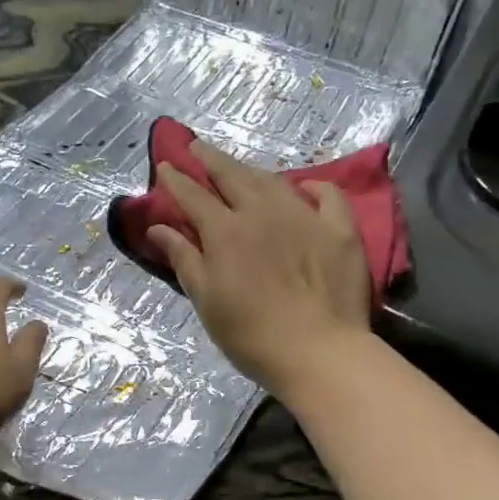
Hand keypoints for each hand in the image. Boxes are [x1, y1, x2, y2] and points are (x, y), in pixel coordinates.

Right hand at [148, 141, 371, 400]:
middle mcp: (263, 213)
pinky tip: (306, 187)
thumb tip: (158, 227)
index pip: (194, 196)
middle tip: (197, 147)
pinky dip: (314, 186)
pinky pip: (328, 196)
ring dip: (252, 170)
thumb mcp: (207, 300)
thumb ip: (184, 259)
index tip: (165, 165)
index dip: (177, 179)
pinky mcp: (340, 230)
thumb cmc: (252, 335)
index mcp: (226, 232)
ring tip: (240, 167)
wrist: (320, 352)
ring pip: (274, 181)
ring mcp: (305, 217)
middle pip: (233, 175)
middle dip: (211, 159)